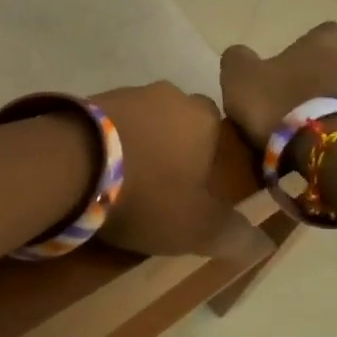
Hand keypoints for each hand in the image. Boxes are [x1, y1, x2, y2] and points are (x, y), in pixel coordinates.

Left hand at [89, 83, 273, 264]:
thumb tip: (264, 243)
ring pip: (142, 118)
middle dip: (172, 145)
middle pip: (178, 120)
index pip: (218, 129)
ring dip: (137, 142)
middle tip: (159, 183)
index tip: (196, 185)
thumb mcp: (197, 227)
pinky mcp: (89, 100)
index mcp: (203, 118)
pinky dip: (107, 142)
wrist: (72, 163)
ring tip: (123, 180)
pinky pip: (108, 123)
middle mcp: (168, 95)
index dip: (209, 156)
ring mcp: (126, 93)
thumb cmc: (147, 194)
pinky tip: (96, 170)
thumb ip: (233, 235)